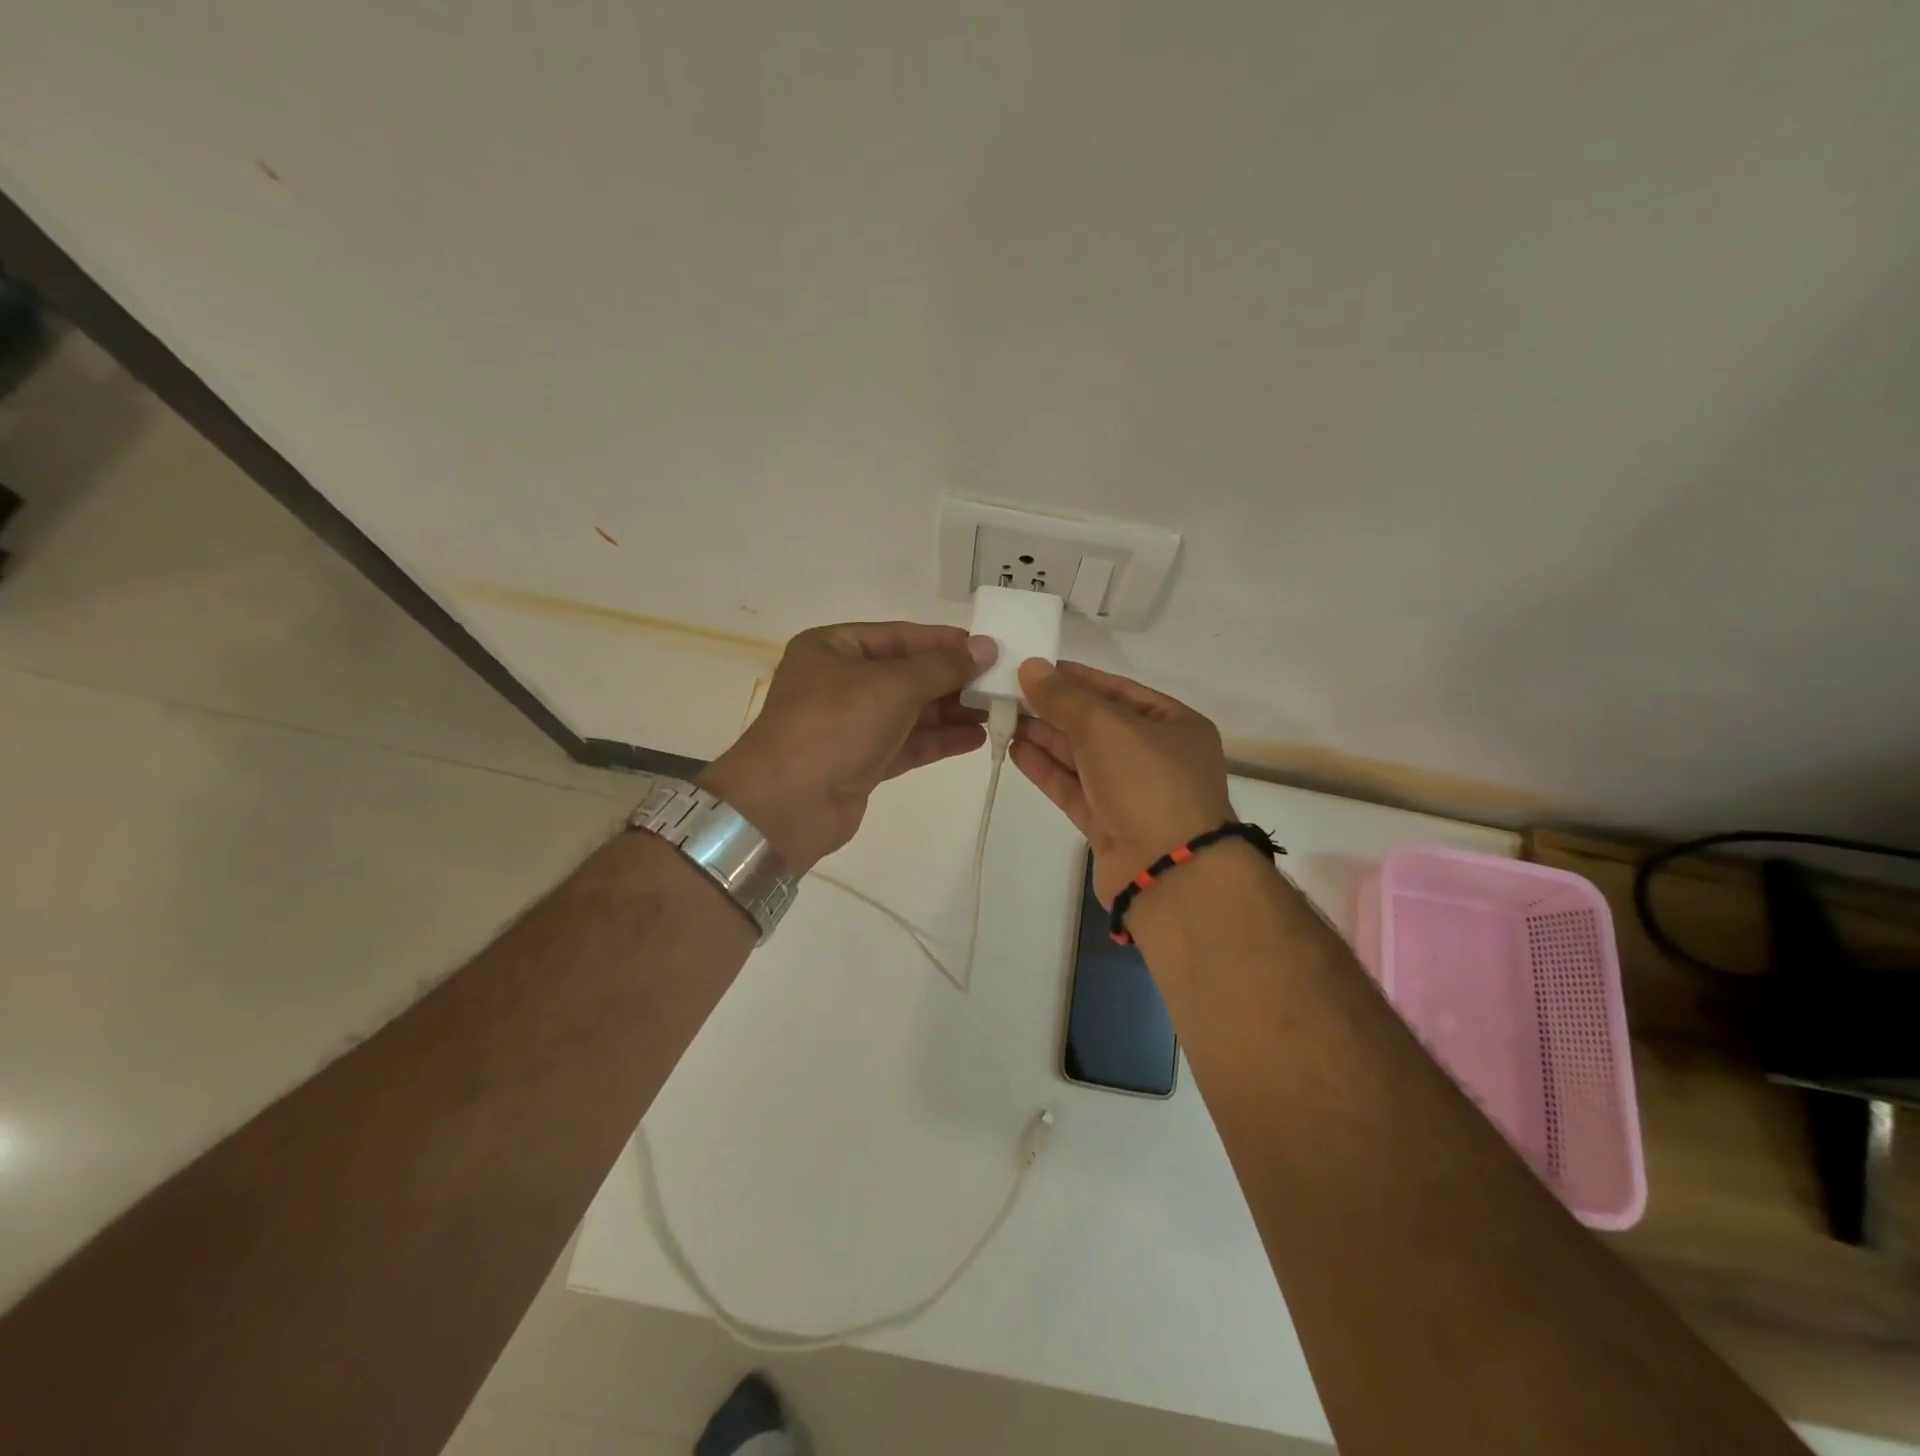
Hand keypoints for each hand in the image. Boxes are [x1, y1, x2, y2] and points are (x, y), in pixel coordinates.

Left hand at [698, 622, 996, 872]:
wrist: (788, 805)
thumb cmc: (835, 726)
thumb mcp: (893, 685)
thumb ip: (942, 666)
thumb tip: (986, 647)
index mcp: (832, 649)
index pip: (898, 636)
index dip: (943, 641)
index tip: (986, 646)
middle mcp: (839, 682)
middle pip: (906, 675)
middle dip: (952, 680)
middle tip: (1000, 682)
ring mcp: (849, 725)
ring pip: (909, 712)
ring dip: (951, 711)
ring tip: (997, 711)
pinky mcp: (861, 762)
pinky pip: (906, 744)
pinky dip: (938, 740)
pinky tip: (975, 738)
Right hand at [1010, 659, 1234, 905]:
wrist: (1168, 872)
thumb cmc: (1148, 783)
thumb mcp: (1106, 727)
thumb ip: (1064, 697)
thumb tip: (1030, 667)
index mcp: (1174, 725)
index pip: (1118, 691)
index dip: (1077, 678)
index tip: (1036, 669)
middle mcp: (1156, 757)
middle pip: (1098, 725)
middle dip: (1055, 709)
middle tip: (1010, 693)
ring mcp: (1133, 794)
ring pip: (1083, 758)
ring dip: (1046, 738)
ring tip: (1005, 718)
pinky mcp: (1109, 825)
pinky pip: (1074, 789)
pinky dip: (1047, 770)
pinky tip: (1016, 751)